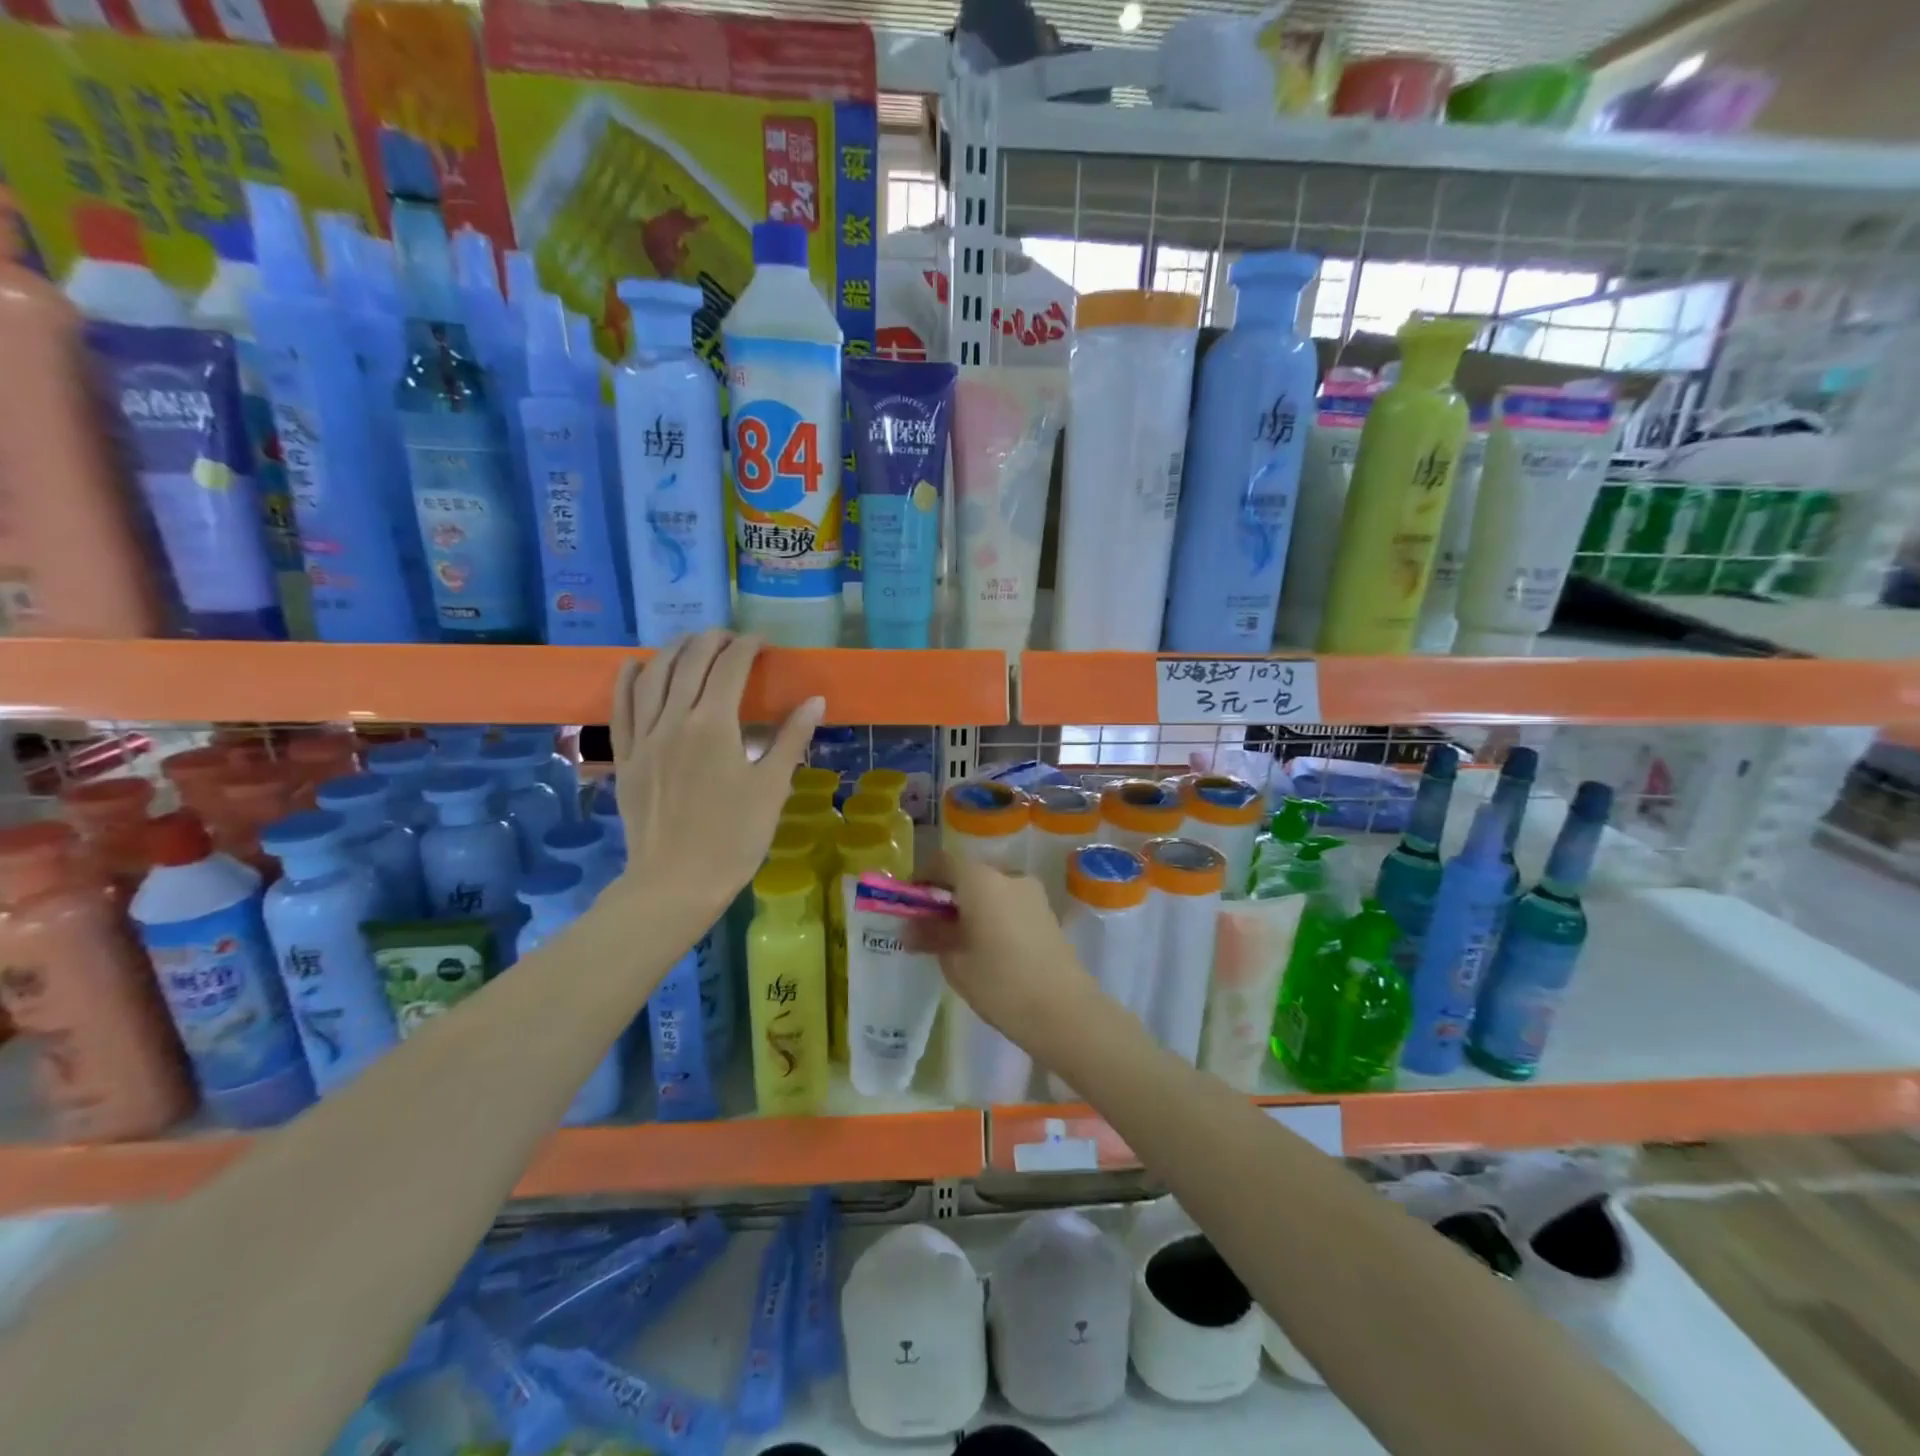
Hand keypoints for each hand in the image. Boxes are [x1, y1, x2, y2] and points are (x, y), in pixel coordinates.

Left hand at [610, 631, 823, 914]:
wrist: (676, 883)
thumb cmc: (734, 837)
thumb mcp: (772, 788)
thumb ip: (791, 738)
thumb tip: (815, 700)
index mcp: (714, 725)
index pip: (730, 668)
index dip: (747, 646)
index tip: (763, 641)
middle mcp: (674, 720)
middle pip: (689, 663)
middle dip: (712, 641)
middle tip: (732, 639)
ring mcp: (645, 738)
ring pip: (653, 677)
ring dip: (673, 651)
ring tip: (692, 643)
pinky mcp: (626, 758)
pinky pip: (621, 708)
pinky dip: (628, 680)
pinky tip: (636, 665)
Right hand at [910, 850, 1099, 1057]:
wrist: (1063, 1010)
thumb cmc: (1000, 982)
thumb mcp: (955, 961)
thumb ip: (931, 935)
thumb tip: (911, 926)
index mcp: (980, 880)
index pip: (942, 862)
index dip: (921, 878)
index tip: (909, 903)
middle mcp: (1008, 876)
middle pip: (968, 875)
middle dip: (946, 896)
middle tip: (929, 927)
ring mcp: (1032, 893)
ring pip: (990, 890)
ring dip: (971, 907)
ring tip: (958, 942)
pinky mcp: (1046, 913)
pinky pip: (1009, 904)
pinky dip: (992, 916)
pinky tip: (987, 948)